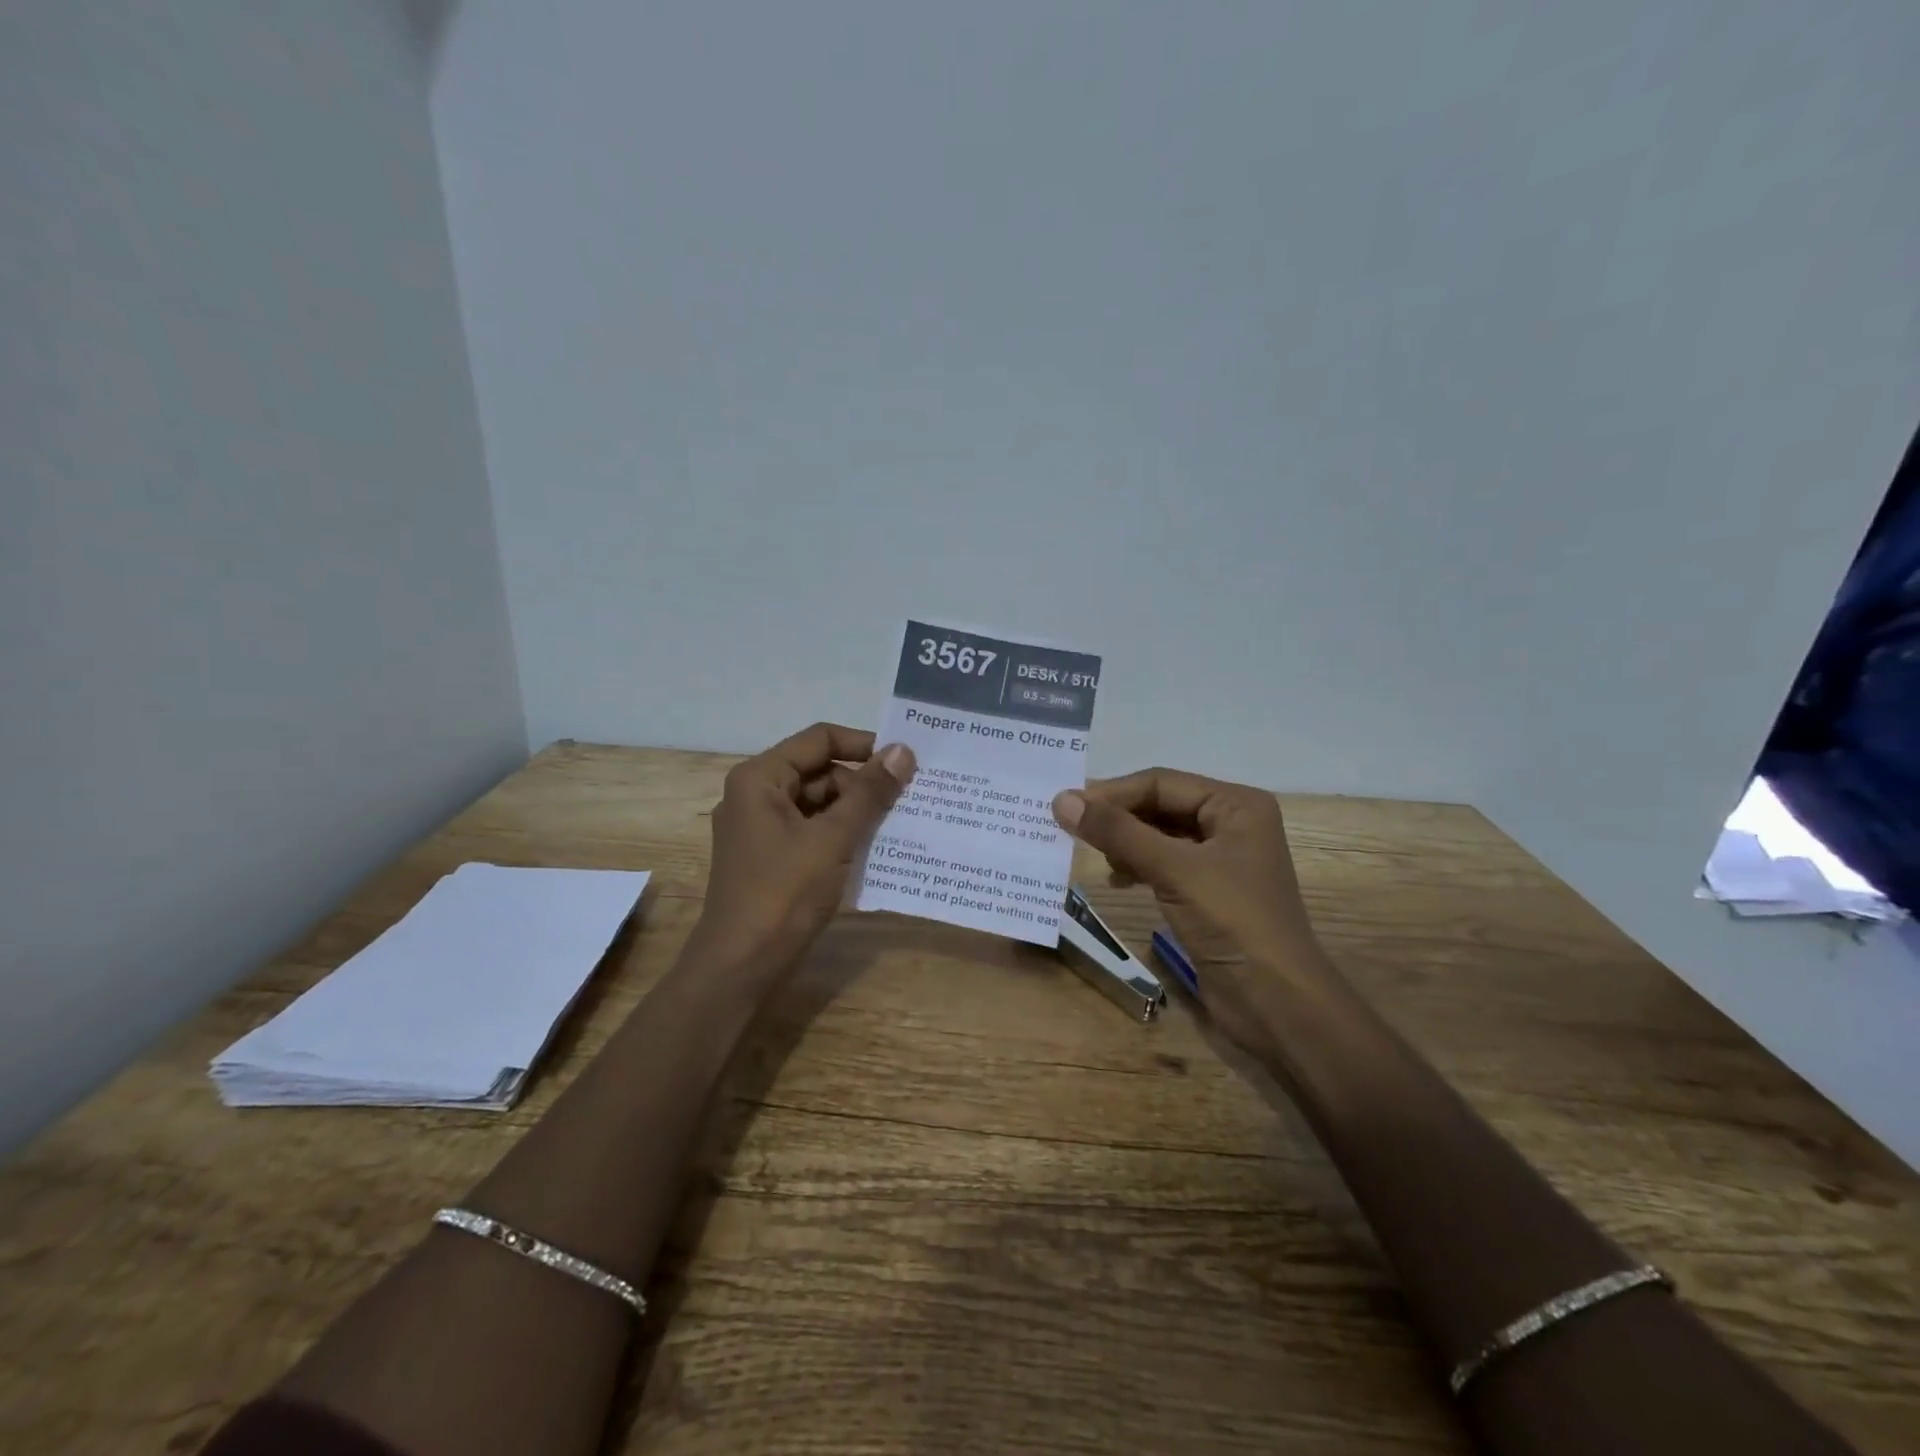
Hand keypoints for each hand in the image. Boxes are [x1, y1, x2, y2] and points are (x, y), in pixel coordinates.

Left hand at [697, 722, 915, 972]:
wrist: (740, 967)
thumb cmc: (783, 894)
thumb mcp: (833, 839)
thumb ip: (869, 793)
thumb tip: (902, 751)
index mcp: (760, 778)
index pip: (819, 739)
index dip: (863, 745)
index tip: (904, 763)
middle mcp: (755, 795)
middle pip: (818, 770)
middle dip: (862, 783)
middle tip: (907, 798)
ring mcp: (760, 828)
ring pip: (817, 803)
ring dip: (855, 811)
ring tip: (899, 822)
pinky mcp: (769, 857)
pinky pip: (811, 830)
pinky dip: (841, 834)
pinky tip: (874, 848)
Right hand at [1053, 768, 1340, 1052]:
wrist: (1278, 1004)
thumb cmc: (1234, 923)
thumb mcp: (1175, 870)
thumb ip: (1119, 833)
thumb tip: (1062, 801)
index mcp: (1236, 805)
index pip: (1161, 783)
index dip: (1112, 792)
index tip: (1065, 805)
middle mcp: (1231, 824)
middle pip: (1160, 806)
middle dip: (1117, 816)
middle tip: (1068, 827)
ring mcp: (1221, 860)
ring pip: (1159, 835)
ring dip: (1124, 841)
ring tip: (1091, 854)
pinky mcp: (1208, 893)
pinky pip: (1164, 864)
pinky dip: (1137, 866)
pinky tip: (1117, 880)